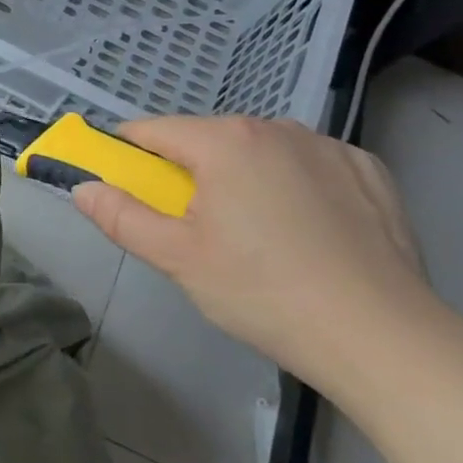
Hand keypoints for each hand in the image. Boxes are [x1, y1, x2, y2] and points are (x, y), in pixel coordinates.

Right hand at [71, 116, 439, 390]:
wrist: (381, 336)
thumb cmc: (263, 293)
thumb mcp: (178, 259)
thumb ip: (122, 217)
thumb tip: (82, 187)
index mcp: (224, 141)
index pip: (153, 131)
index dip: (129, 155)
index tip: (129, 189)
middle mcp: (276, 126)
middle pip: (209, 141)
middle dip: (193, 175)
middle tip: (200, 233)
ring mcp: (328, 144)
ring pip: (262, 152)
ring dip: (246, 178)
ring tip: (262, 240)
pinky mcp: (369, 169)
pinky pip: (311, 166)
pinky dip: (298, 186)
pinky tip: (312, 233)